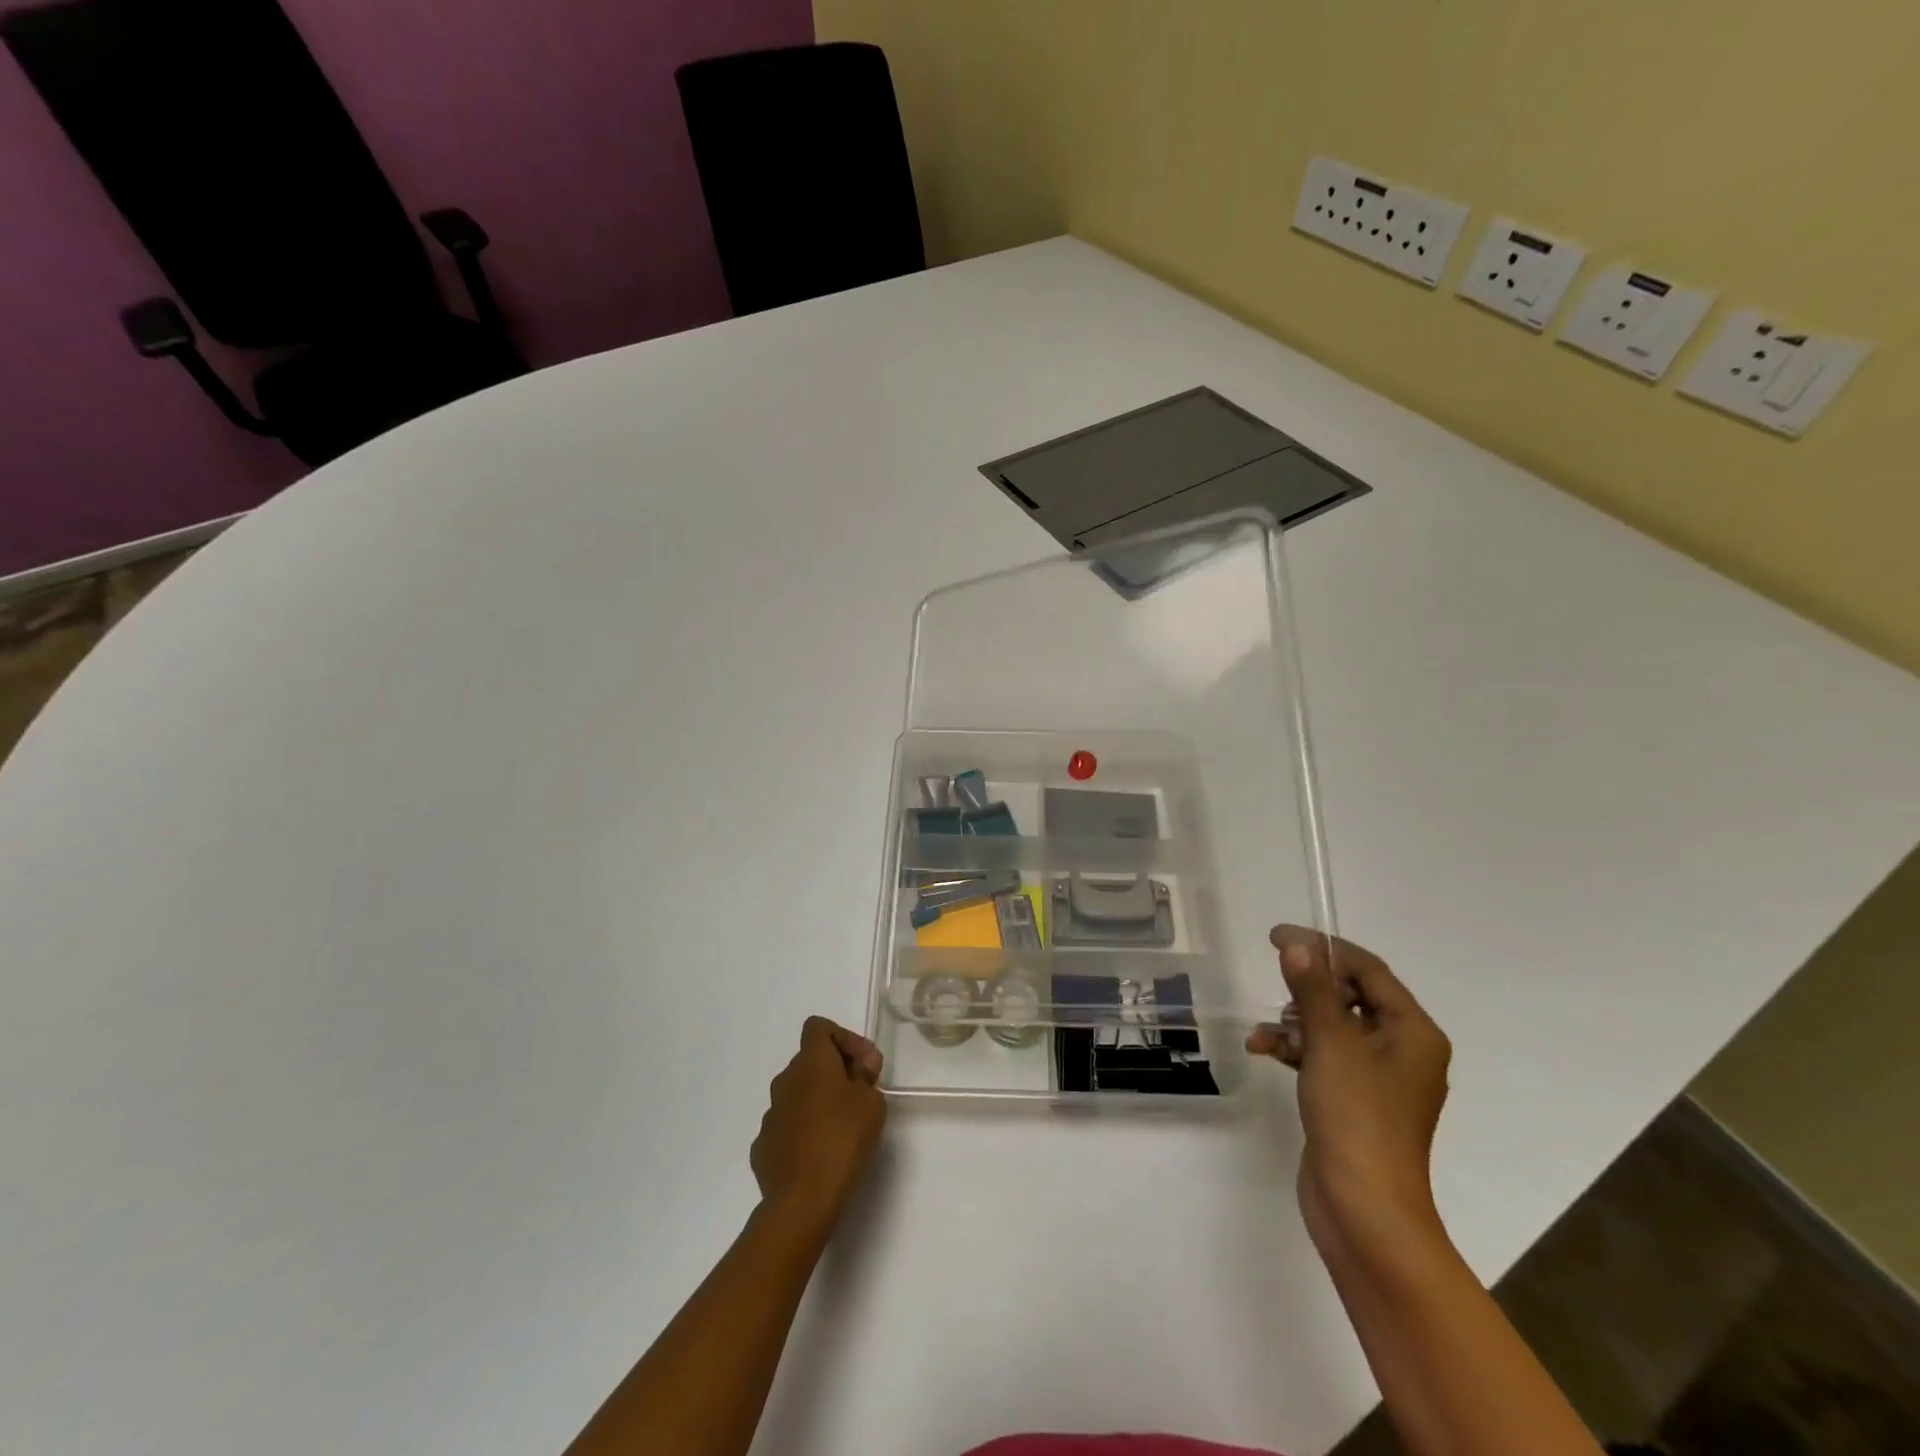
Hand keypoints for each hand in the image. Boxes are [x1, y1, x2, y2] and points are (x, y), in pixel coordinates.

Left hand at [751, 1018, 886, 1234]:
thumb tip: (860, 1065)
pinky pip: (787, 1125)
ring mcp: (770, 1114)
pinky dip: (803, 1129)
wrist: (802, 1199)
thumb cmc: (843, 1138)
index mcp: (810, 1062)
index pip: (819, 1028)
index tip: (864, 1063)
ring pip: (797, 1094)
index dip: (844, 1038)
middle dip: (835, 1071)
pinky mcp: (763, 1146)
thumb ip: (866, 1076)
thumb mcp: (871, 1102)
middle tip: (861, 1094)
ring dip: (818, 1100)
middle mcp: (784, 1080)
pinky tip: (820, 1152)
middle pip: (809, 1061)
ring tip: (842, 1127)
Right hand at [1247, 926, 1450, 1263]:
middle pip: (1350, 995)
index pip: (1368, 970)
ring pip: (1332, 1026)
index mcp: (1412, 1032)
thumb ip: (1313, 990)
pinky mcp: (1353, 1099)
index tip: (1278, 936)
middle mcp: (1402, 1049)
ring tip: (1265, 1032)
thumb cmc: (1356, 1118)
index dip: (1324, 947)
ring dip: (1294, 1021)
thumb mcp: (1331, 1045)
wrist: (1364, 1211)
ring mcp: (1378, 1078)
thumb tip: (1297, 945)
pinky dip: (1295, 1049)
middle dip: (1307, 988)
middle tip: (1273, 975)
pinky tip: (1262, 1050)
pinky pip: (1323, 1056)